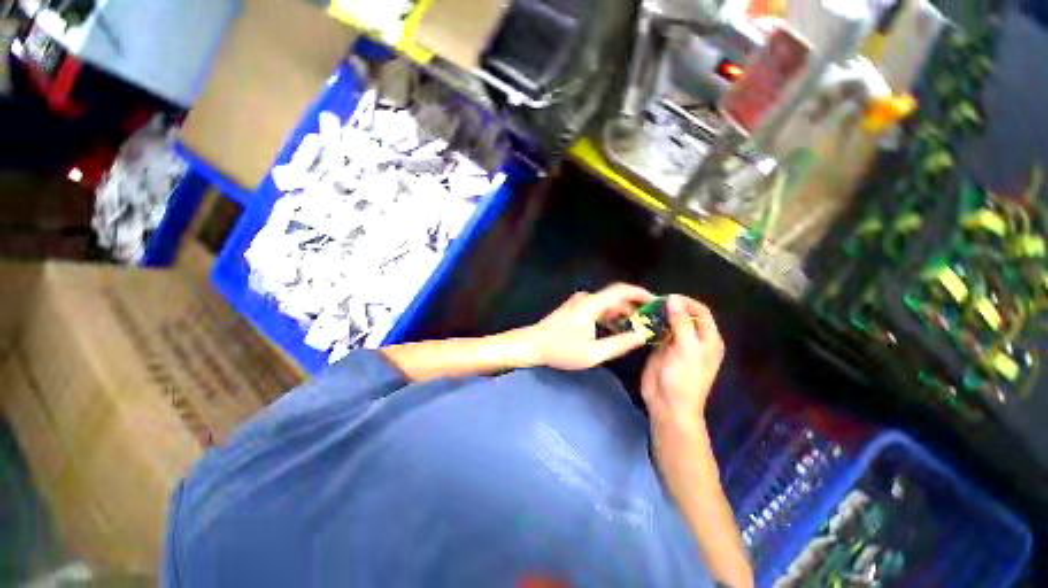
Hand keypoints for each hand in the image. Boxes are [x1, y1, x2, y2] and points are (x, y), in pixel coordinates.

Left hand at [523, 283, 654, 370]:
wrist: (531, 345)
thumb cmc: (560, 349)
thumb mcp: (593, 353)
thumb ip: (620, 343)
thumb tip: (643, 335)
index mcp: (591, 304)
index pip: (622, 290)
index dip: (642, 293)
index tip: (659, 303)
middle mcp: (587, 299)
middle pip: (617, 298)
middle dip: (636, 308)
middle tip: (653, 322)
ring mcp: (580, 303)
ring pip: (609, 305)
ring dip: (624, 315)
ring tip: (640, 329)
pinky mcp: (576, 310)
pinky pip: (600, 310)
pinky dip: (612, 318)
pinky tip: (620, 332)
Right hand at [641, 295, 724, 441]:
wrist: (668, 404)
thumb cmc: (684, 379)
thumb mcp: (686, 349)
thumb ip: (681, 323)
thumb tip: (673, 299)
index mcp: (708, 339)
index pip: (700, 311)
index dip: (686, 302)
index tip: (667, 298)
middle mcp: (694, 339)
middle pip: (684, 315)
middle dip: (670, 307)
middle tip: (652, 304)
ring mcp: (676, 344)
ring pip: (669, 323)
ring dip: (658, 316)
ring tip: (644, 310)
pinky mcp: (661, 350)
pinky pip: (658, 333)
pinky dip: (651, 326)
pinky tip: (641, 322)